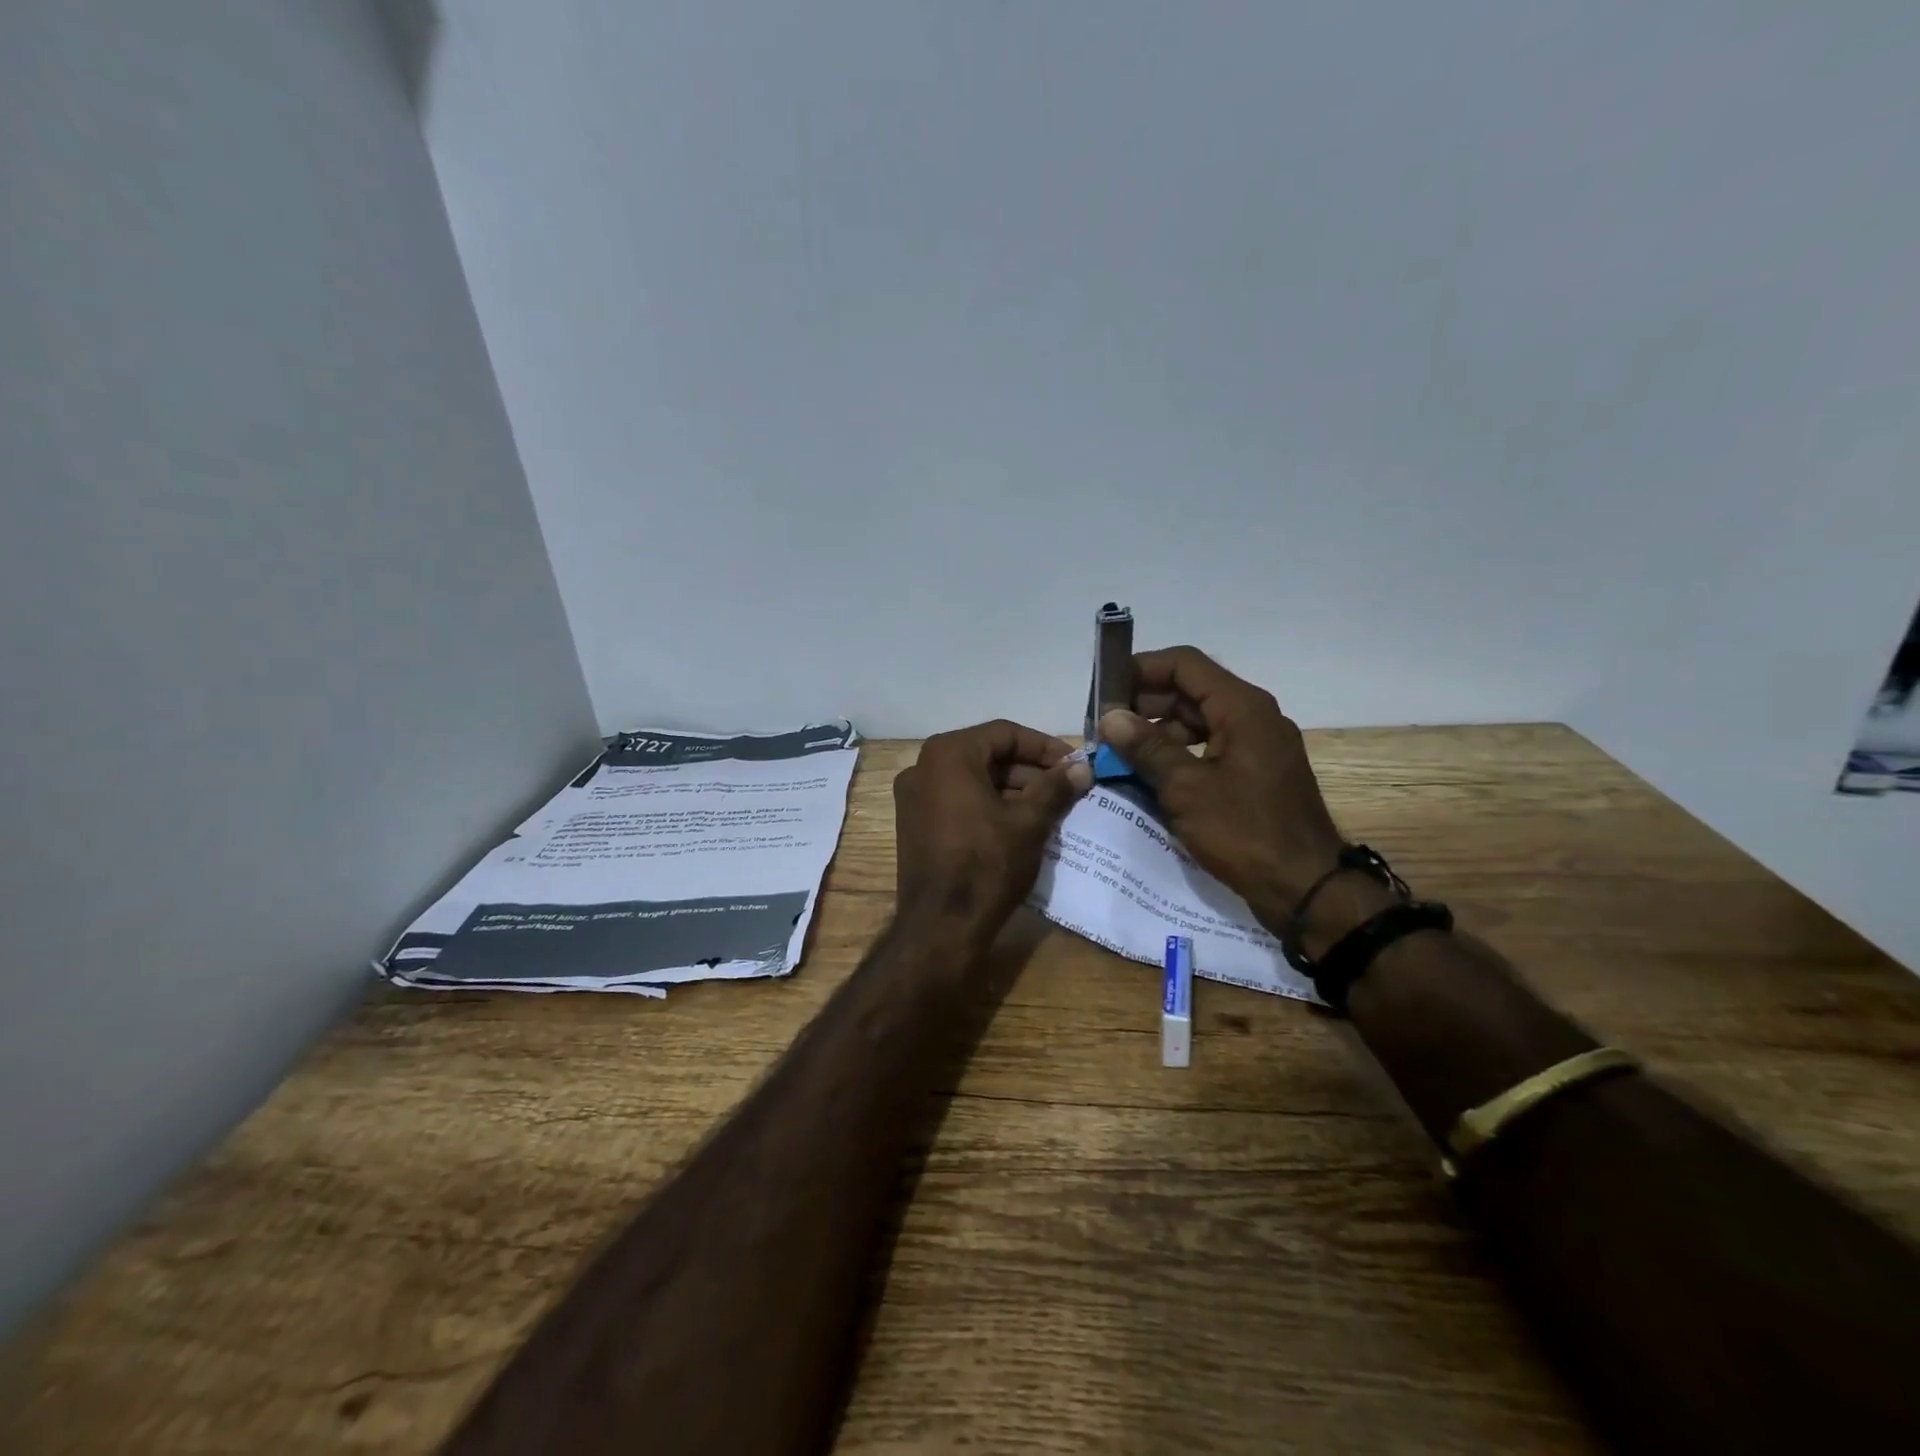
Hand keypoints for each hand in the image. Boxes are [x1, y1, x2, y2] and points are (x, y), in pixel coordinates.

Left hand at [893, 720, 1092, 946]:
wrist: (940, 926)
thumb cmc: (986, 864)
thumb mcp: (1028, 822)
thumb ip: (1055, 787)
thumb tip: (1082, 768)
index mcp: (948, 754)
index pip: (1005, 733)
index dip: (1044, 747)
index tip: (1074, 764)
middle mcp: (923, 767)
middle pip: (987, 755)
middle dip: (1029, 771)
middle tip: (1066, 788)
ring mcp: (913, 797)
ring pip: (973, 780)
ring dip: (1012, 790)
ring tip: (1050, 809)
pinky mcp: (914, 824)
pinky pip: (958, 801)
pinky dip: (988, 806)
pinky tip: (1020, 826)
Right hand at [1098, 646, 1346, 931]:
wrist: (1307, 889)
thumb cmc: (1245, 832)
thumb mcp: (1186, 788)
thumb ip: (1147, 748)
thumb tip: (1111, 717)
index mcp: (1242, 708)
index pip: (1184, 665)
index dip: (1141, 669)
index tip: (1104, 692)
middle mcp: (1252, 717)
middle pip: (1189, 692)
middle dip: (1143, 704)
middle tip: (1102, 728)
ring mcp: (1255, 747)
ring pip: (1196, 722)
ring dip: (1155, 733)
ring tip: (1117, 754)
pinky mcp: (1252, 774)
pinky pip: (1207, 750)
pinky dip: (1175, 756)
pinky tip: (1145, 776)